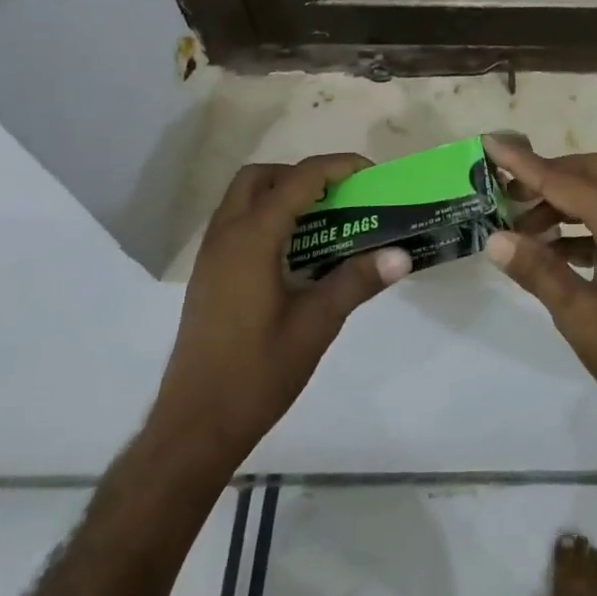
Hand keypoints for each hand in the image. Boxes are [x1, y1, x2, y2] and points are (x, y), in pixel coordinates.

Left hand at [148, 155, 410, 470]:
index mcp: (252, 239)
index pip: (298, 180)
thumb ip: (357, 281)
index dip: (337, 167)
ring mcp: (211, 256)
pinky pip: (236, 223)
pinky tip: (294, 253)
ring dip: (282, 194)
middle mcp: (225, 236)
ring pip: (243, 198)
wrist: (194, 427)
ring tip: (322, 221)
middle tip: (338, 196)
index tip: (370, 174)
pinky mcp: (207, 276)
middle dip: (302, 175)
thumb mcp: (316, 325)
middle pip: (260, 177)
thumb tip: (402, 255)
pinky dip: (266, 217)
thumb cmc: (256, 373)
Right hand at [482, 138, 596, 484]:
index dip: (525, 164)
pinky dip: (574, 226)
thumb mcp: (580, 316)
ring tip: (517, 225)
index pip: (567, 182)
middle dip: (546, 175)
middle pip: (589, 174)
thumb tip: (494, 238)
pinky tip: (545, 249)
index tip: (491, 143)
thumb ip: (537, 271)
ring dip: (559, 202)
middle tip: (504, 190)